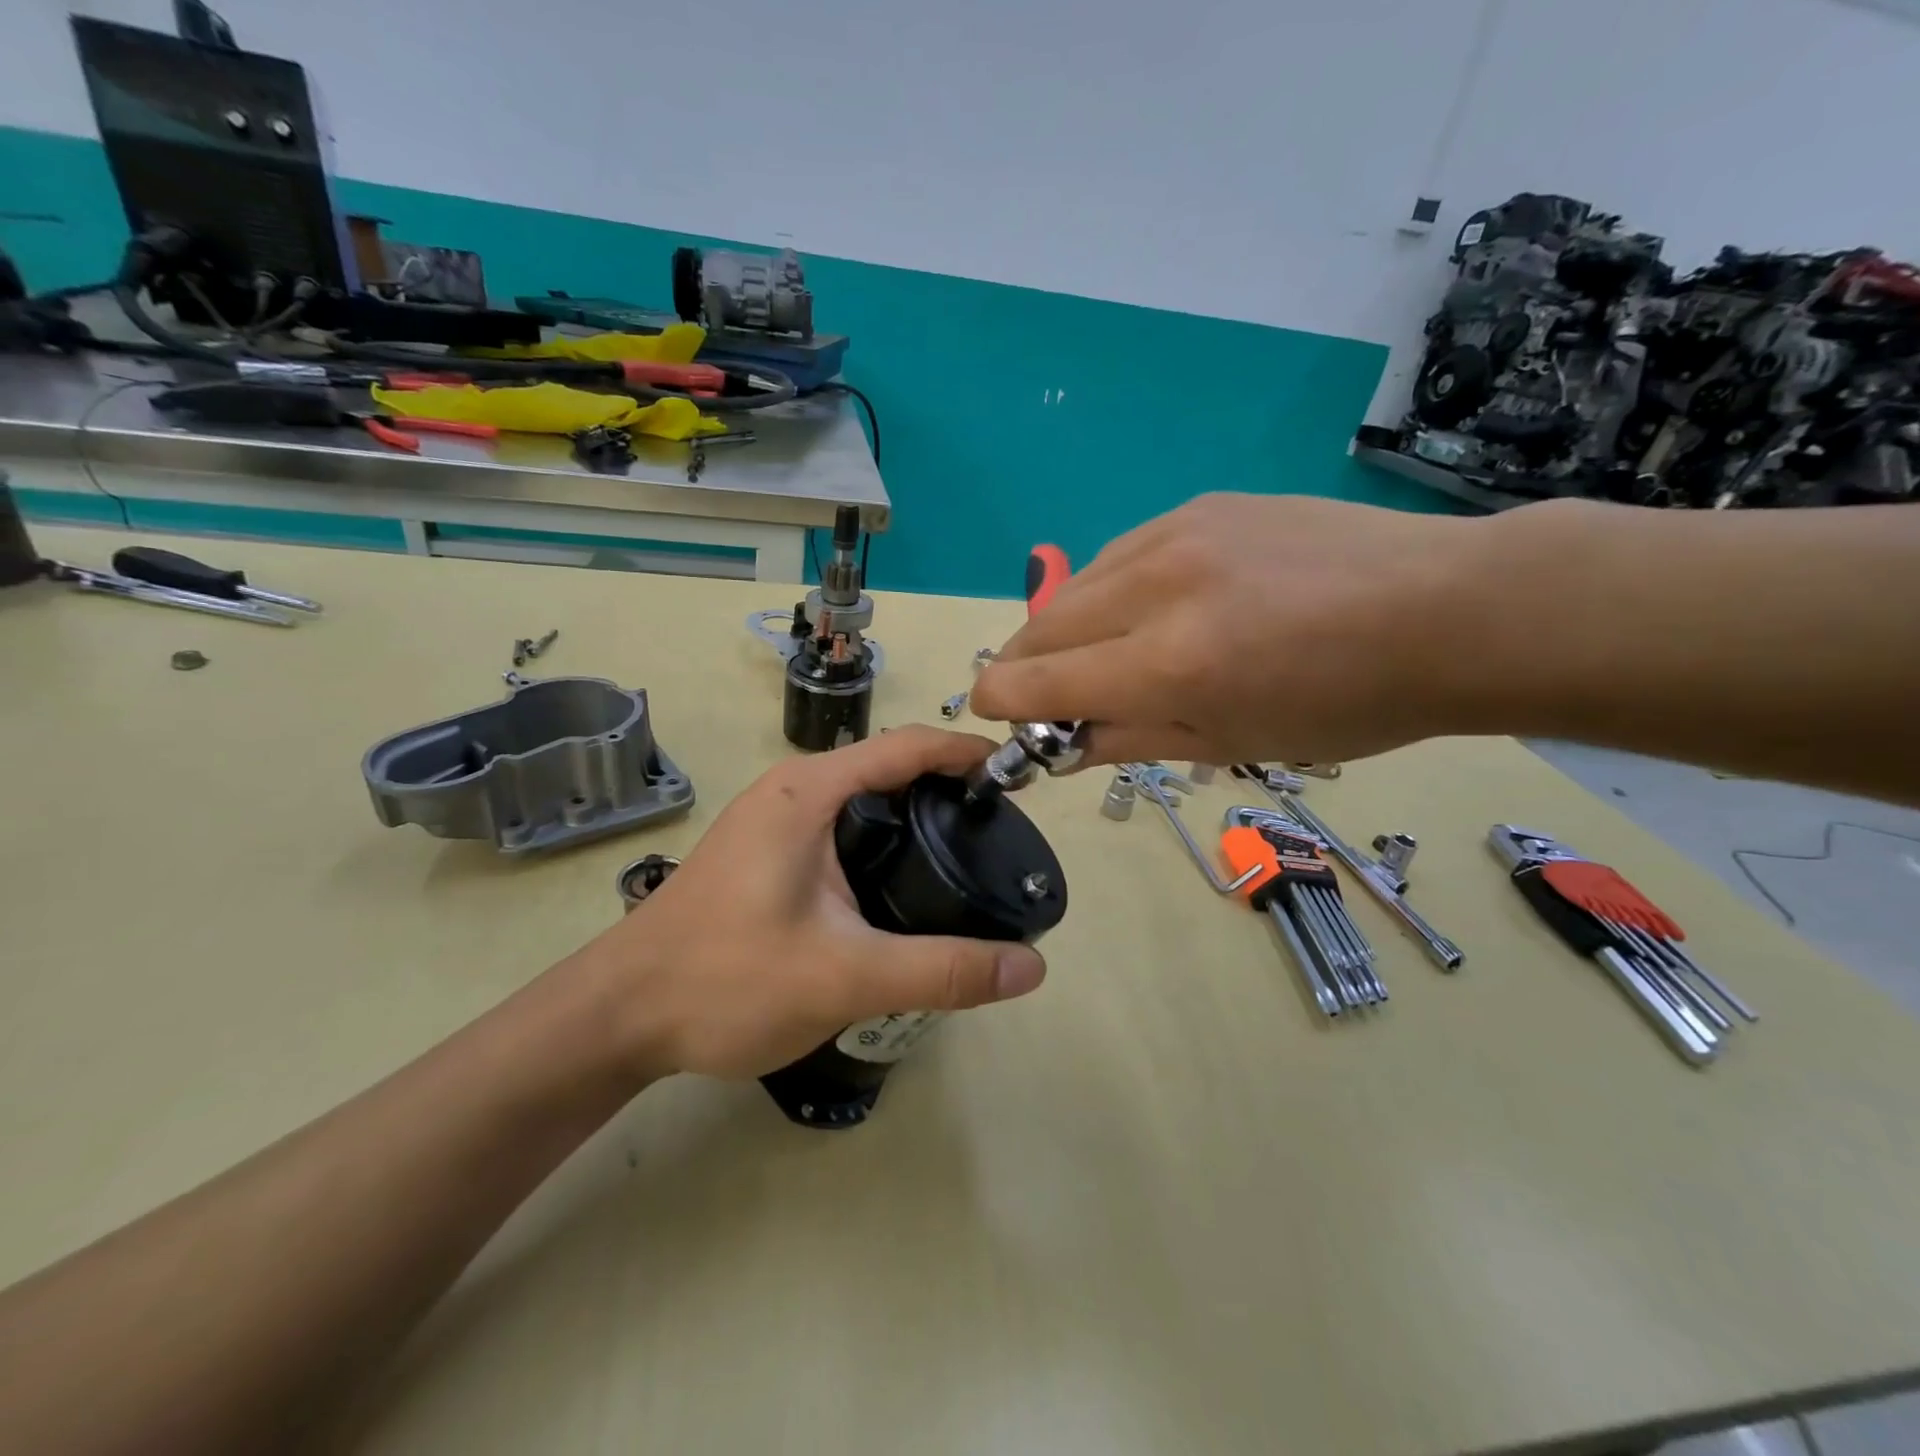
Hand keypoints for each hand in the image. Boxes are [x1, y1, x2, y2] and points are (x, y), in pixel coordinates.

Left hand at [571, 727, 1048, 1080]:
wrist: (619, 1015)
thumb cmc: (725, 981)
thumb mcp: (844, 977)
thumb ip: (942, 971)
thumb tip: (1031, 969)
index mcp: (810, 792)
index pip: (908, 746)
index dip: (967, 752)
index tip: (1016, 779)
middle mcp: (792, 791)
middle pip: (889, 768)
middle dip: (948, 788)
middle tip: (999, 830)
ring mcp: (772, 821)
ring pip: (864, 802)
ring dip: (915, 816)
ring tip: (965, 857)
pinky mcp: (765, 853)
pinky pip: (841, 829)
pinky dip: (884, 842)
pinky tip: (904, 888)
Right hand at [969, 492, 1486, 767]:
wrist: (1447, 611)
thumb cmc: (1346, 704)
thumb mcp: (1231, 744)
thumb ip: (1129, 739)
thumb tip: (1063, 743)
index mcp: (1167, 665)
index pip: (1033, 683)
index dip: (1000, 706)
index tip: (1002, 720)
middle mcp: (1156, 588)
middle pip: (1038, 627)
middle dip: (1022, 669)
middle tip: (1043, 697)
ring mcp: (1176, 533)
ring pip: (1073, 587)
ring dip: (1065, 630)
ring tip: (1101, 655)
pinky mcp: (1199, 505)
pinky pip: (1119, 555)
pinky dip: (1110, 592)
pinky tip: (1146, 609)